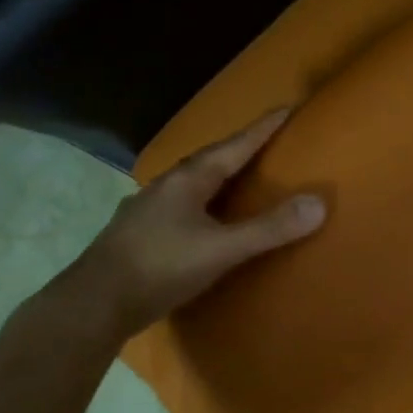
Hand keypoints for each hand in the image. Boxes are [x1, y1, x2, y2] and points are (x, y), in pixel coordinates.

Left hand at [54, 108, 325, 340]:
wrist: (92, 304)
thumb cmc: (160, 268)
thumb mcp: (221, 250)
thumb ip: (269, 228)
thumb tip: (319, 203)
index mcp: (188, 180)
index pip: (234, 146)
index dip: (262, 128)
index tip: (286, 107)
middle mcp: (166, 186)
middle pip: (210, 160)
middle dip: (239, 150)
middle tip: (267, 143)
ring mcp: (147, 209)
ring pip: (191, 183)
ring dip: (217, 177)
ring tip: (239, 179)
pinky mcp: (137, 233)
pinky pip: (179, 206)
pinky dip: (201, 203)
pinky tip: (202, 219)